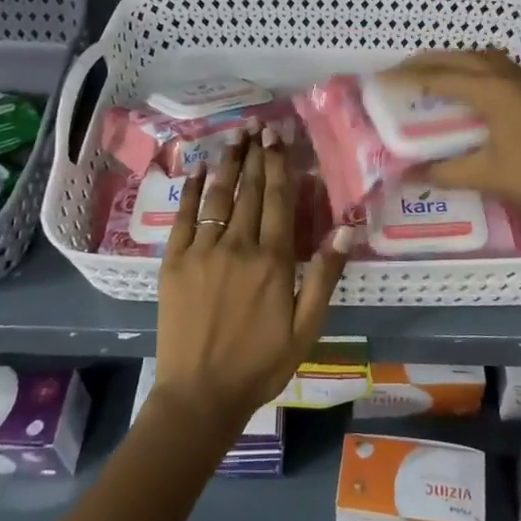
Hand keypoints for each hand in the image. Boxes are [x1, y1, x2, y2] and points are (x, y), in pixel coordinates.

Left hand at [153, 128, 351, 434]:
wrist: (200, 394)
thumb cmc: (260, 364)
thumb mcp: (306, 328)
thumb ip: (324, 276)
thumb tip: (346, 229)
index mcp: (272, 261)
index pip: (277, 200)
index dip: (278, 165)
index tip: (278, 138)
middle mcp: (237, 246)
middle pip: (248, 191)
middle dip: (255, 156)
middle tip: (258, 126)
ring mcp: (201, 252)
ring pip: (218, 197)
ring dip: (227, 163)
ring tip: (234, 136)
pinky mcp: (173, 262)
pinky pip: (184, 217)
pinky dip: (192, 190)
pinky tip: (199, 169)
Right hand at [391, 49, 520, 212]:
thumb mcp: (487, 175)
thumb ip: (445, 172)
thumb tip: (409, 173)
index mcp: (491, 91)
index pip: (439, 77)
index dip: (407, 77)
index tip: (381, 79)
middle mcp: (507, 76)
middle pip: (460, 58)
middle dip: (427, 61)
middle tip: (400, 70)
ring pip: (482, 57)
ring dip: (454, 59)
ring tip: (432, 72)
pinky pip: (498, 65)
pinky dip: (475, 66)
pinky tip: (471, 84)